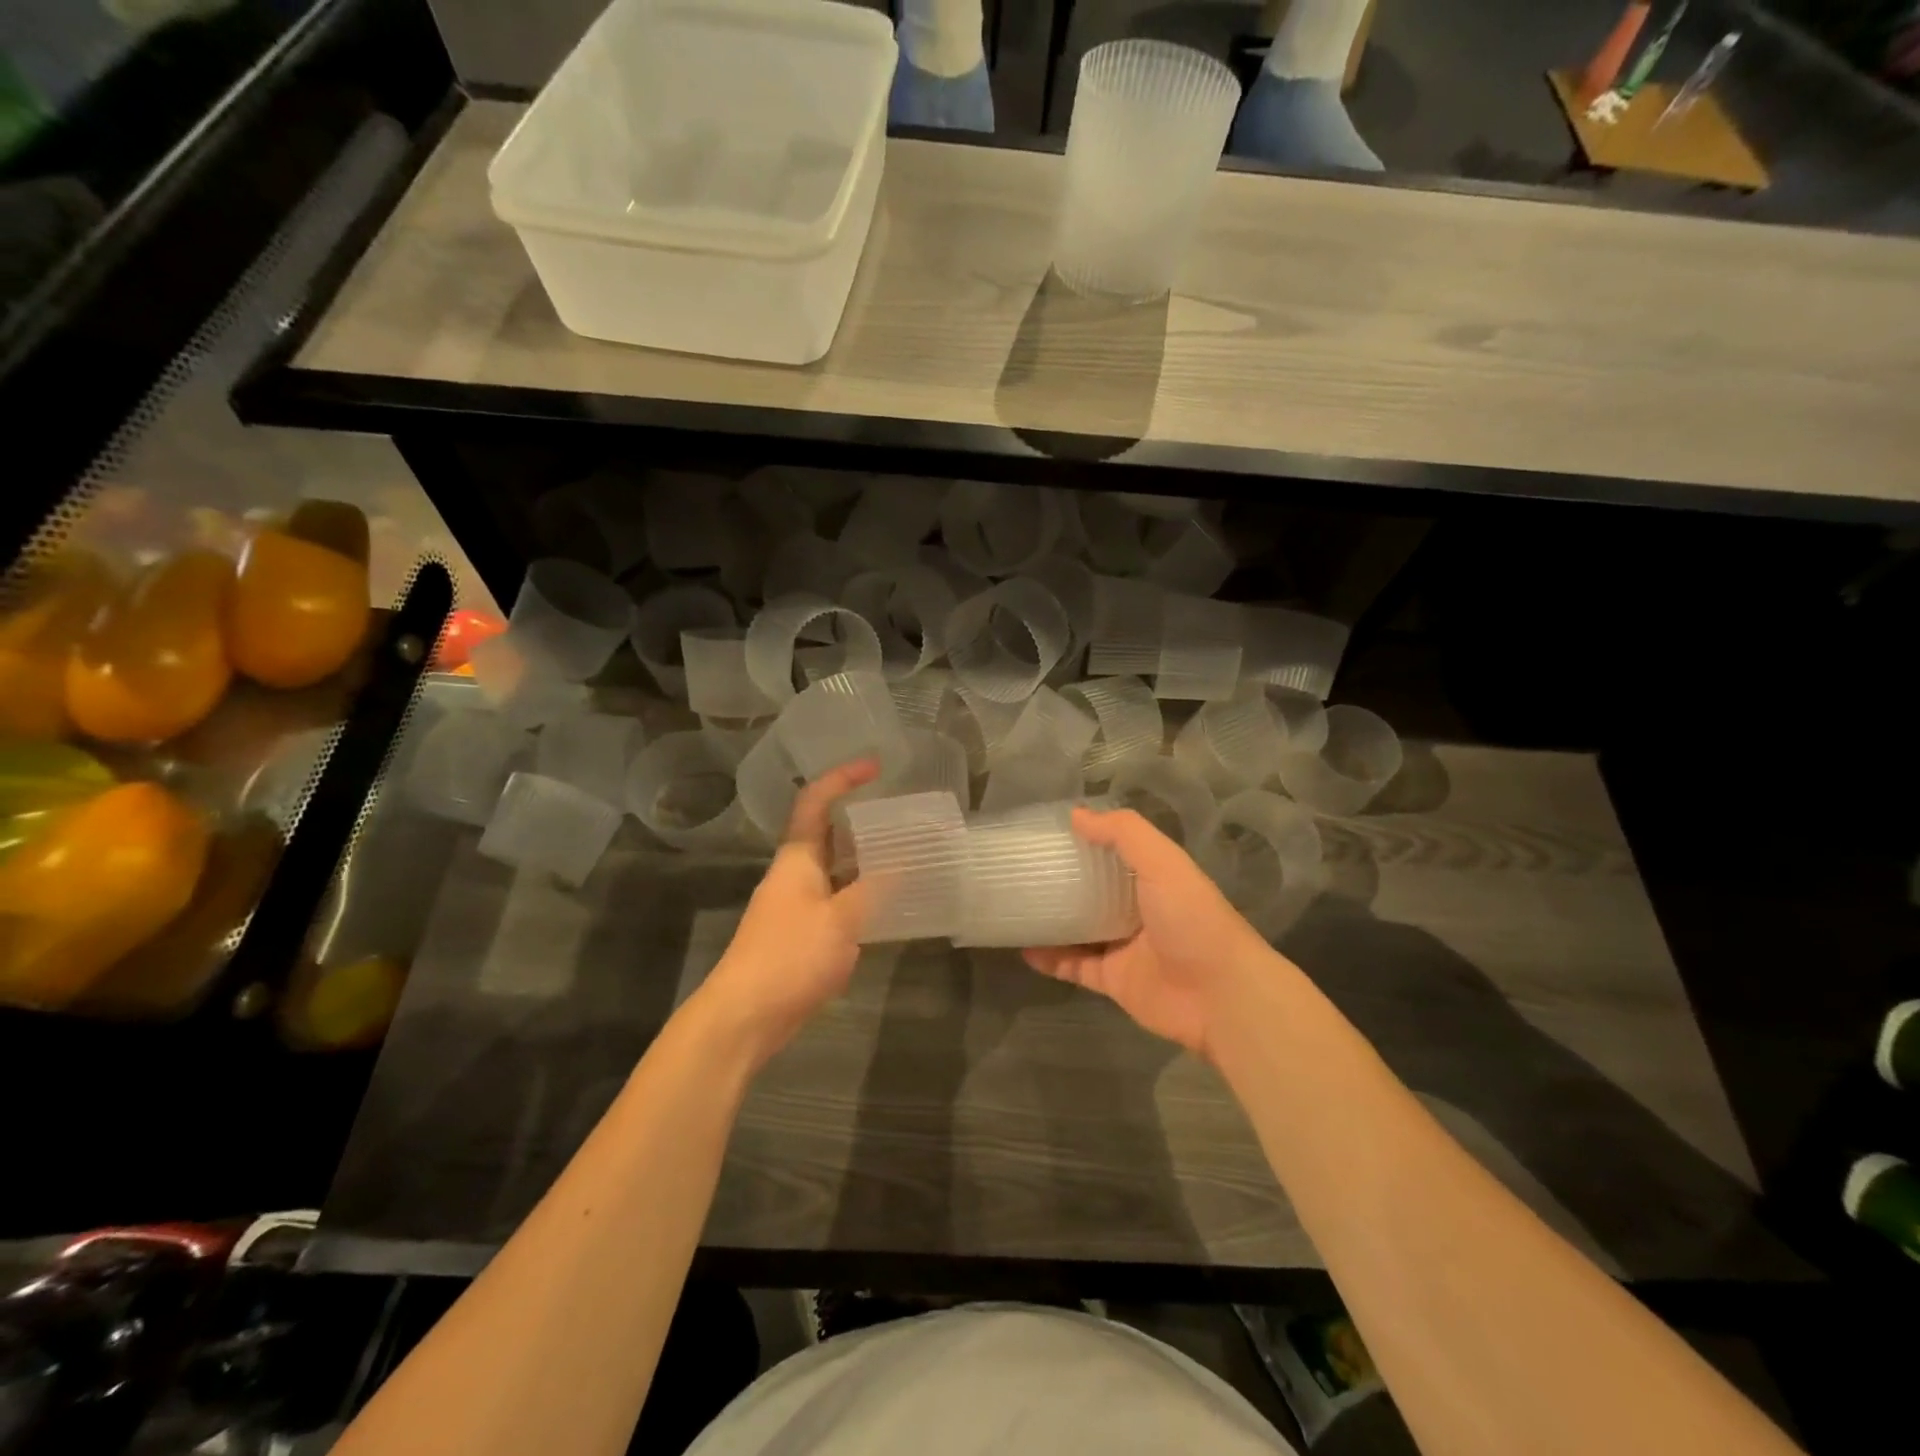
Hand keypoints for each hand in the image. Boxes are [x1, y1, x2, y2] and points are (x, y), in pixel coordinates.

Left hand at [689, 759, 878, 1068]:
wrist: (745, 1015)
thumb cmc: (789, 956)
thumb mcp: (841, 919)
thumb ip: (874, 888)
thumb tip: (905, 861)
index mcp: (797, 858)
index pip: (815, 802)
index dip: (843, 778)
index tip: (876, 766)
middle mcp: (796, 874)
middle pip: (828, 833)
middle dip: (862, 819)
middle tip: (902, 813)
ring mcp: (799, 905)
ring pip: (837, 869)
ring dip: (866, 859)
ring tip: (907, 852)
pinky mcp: (804, 934)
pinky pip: (839, 900)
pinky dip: (864, 894)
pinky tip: (891, 903)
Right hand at [1023, 807, 1279, 1061]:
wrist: (1219, 995)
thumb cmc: (1192, 918)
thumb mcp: (1162, 862)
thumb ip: (1123, 833)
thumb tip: (1076, 815)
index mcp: (1154, 877)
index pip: (1115, 852)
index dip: (1086, 840)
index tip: (1047, 830)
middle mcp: (1139, 909)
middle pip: (1094, 890)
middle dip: (1064, 880)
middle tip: (1022, 868)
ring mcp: (1125, 947)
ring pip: (1080, 929)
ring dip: (1052, 920)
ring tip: (1014, 906)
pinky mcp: (1114, 980)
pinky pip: (1074, 967)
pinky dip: (1050, 960)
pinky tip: (1023, 949)